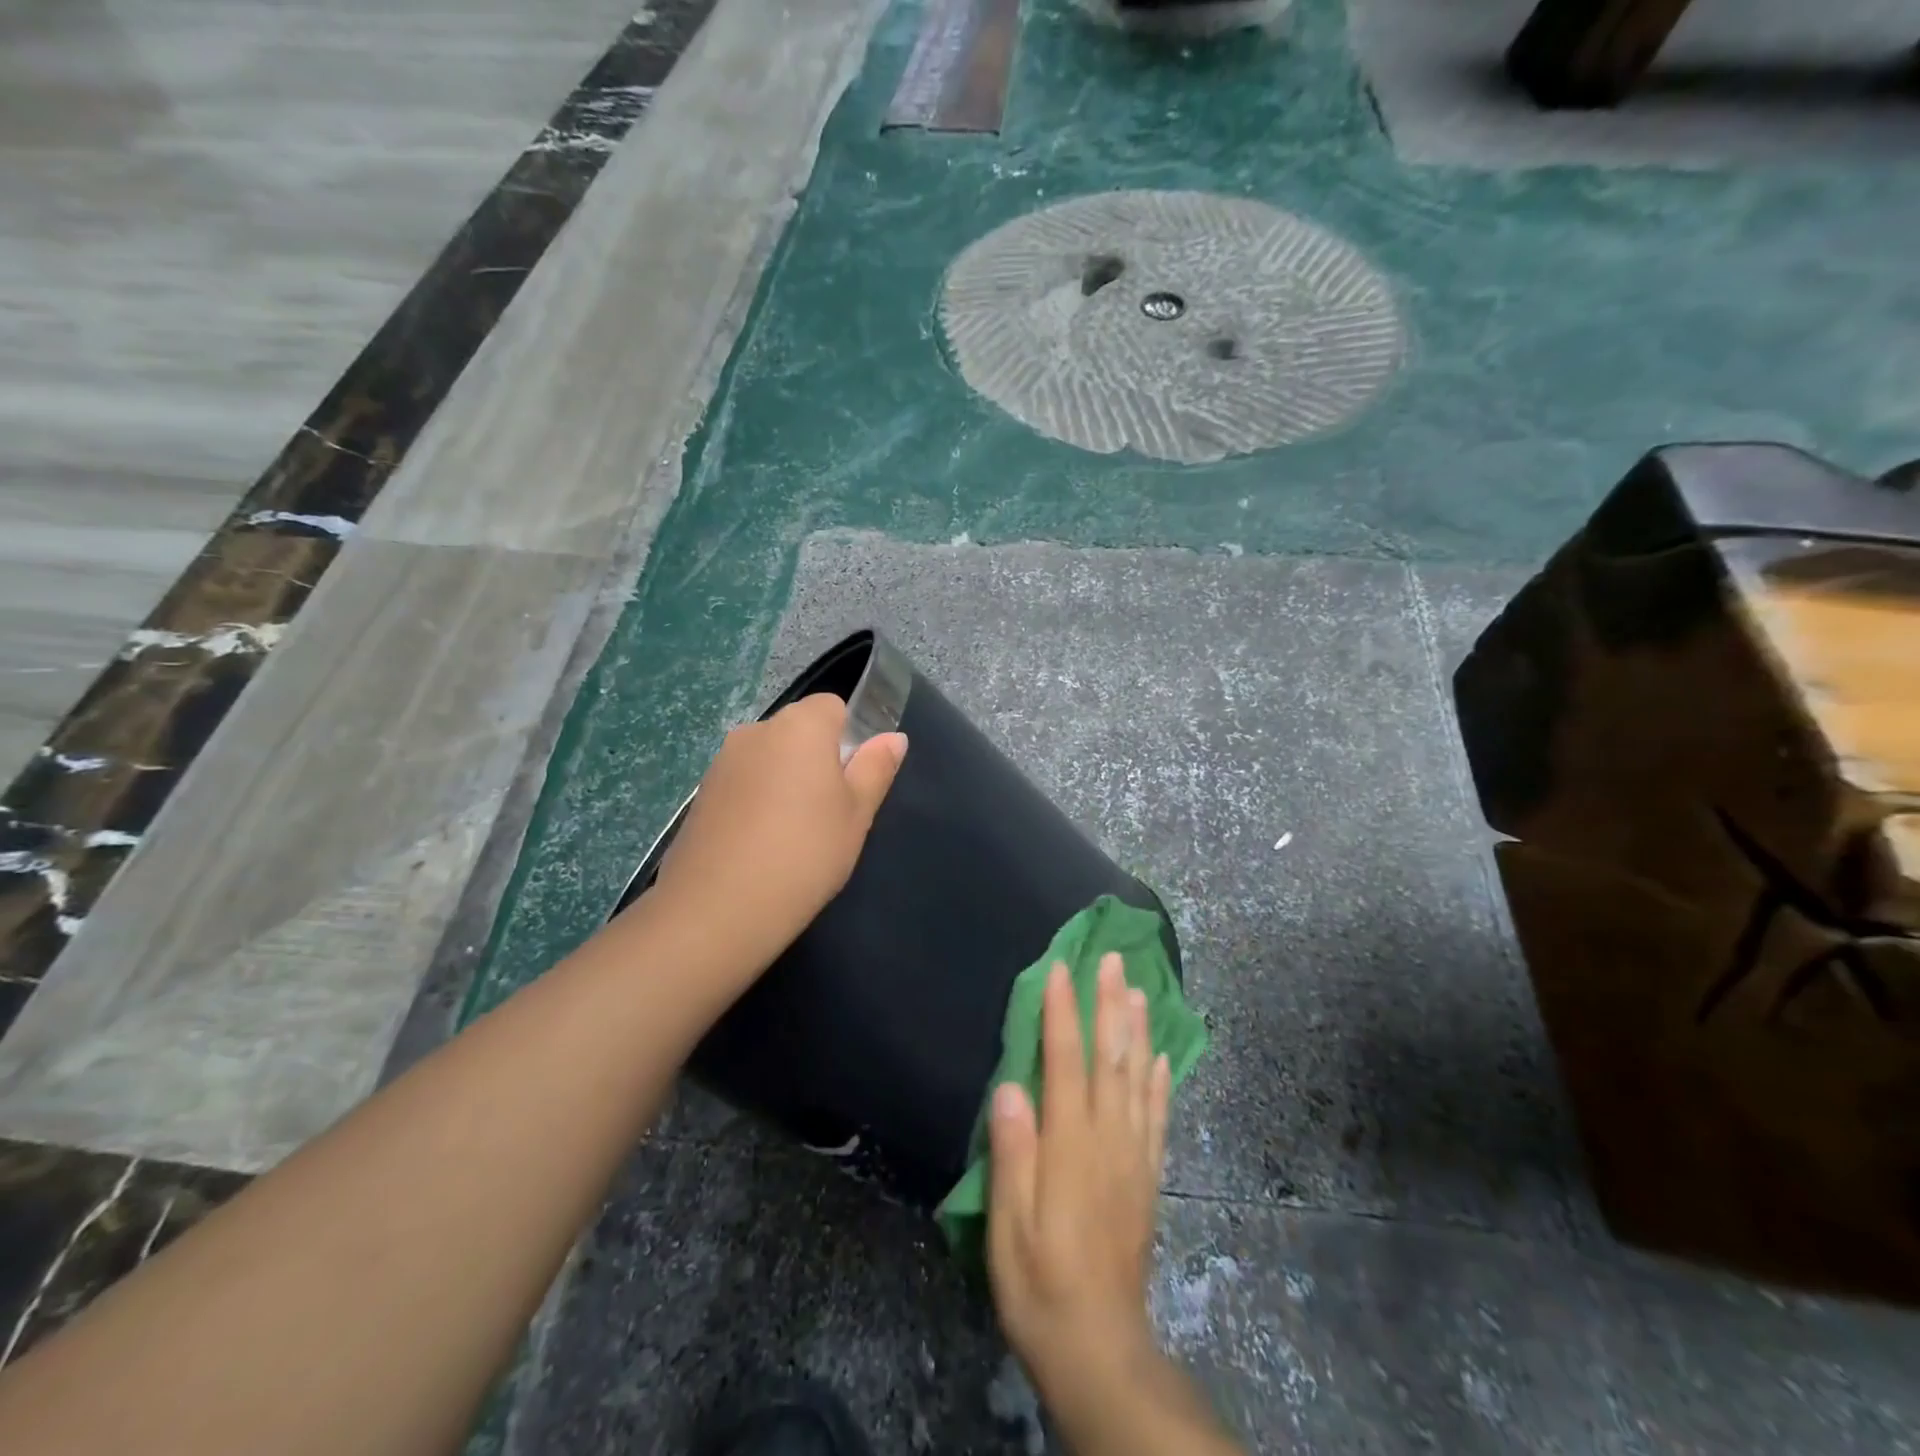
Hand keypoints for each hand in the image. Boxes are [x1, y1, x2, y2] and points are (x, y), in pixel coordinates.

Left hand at [648, 693, 905, 964]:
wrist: (718, 908)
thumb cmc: (805, 854)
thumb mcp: (856, 814)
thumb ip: (875, 768)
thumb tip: (893, 737)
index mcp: (800, 727)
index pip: (832, 706)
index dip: (848, 736)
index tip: (852, 780)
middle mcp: (756, 731)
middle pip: (798, 730)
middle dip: (816, 758)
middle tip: (829, 812)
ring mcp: (722, 761)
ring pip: (769, 757)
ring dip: (785, 780)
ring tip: (792, 834)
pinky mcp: (701, 793)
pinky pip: (743, 782)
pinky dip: (756, 800)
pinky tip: (760, 844)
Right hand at [987, 954, 1170, 1416]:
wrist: (1101, 1349)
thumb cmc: (1040, 1284)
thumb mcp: (1009, 1228)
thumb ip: (1013, 1155)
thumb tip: (1010, 1088)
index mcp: (1070, 1145)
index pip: (1066, 1063)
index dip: (1063, 1013)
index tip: (1061, 968)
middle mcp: (1108, 1139)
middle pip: (1111, 1058)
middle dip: (1110, 1004)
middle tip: (1113, 959)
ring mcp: (1134, 1157)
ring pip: (1139, 1078)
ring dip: (1138, 1030)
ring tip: (1139, 989)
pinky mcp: (1148, 1178)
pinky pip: (1158, 1117)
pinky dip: (1161, 1081)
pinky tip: (1161, 1056)